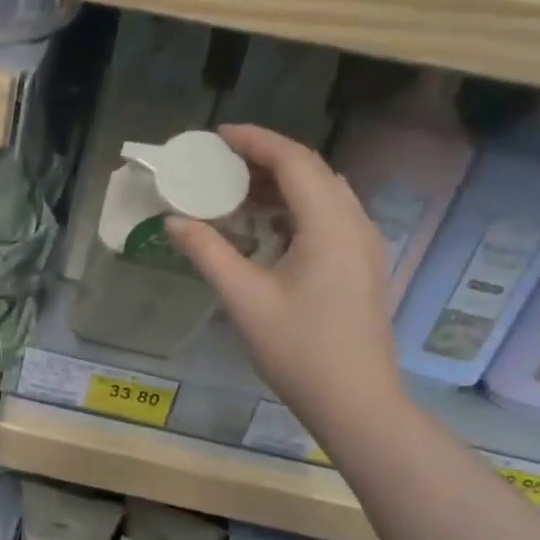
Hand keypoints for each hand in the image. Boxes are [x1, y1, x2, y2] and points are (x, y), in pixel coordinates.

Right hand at [167, 124, 401, 437]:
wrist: (357, 403)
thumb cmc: (299, 350)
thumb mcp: (245, 299)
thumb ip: (208, 253)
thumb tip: (174, 221)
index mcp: (330, 224)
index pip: (293, 160)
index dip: (255, 140)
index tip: (217, 136)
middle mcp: (355, 223)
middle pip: (312, 171)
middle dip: (266, 160)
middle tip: (221, 165)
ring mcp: (365, 245)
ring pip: (323, 194)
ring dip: (282, 185)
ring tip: (238, 193)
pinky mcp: (363, 266)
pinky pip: (330, 217)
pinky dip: (297, 209)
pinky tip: (268, 229)